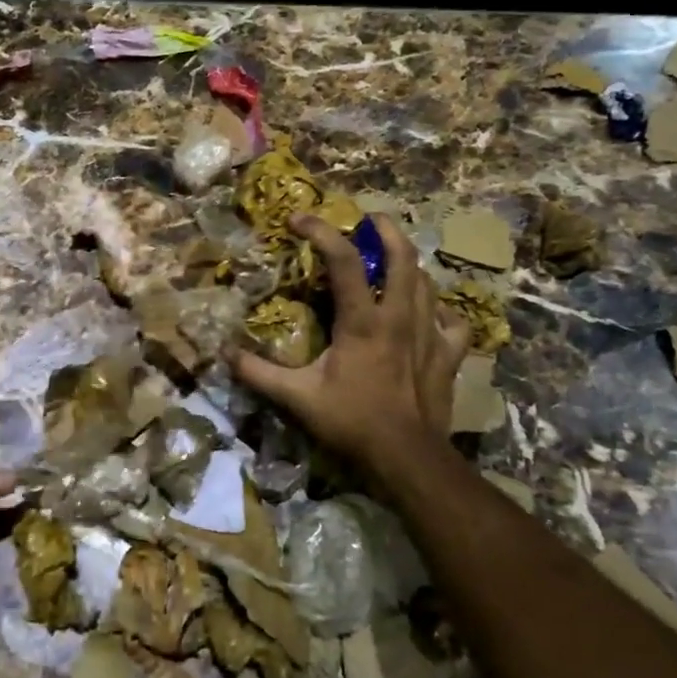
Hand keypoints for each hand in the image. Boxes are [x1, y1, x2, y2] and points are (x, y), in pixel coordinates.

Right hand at [234, 212, 468, 472]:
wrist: (407, 457)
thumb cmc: (351, 421)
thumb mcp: (296, 397)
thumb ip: (258, 373)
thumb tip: (224, 354)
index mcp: (362, 321)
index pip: (343, 260)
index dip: (320, 232)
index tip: (298, 220)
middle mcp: (400, 317)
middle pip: (403, 256)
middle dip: (386, 230)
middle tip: (368, 221)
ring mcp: (430, 334)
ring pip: (428, 282)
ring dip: (408, 265)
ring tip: (391, 261)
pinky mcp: (448, 355)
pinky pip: (453, 320)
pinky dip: (441, 310)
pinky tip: (430, 313)